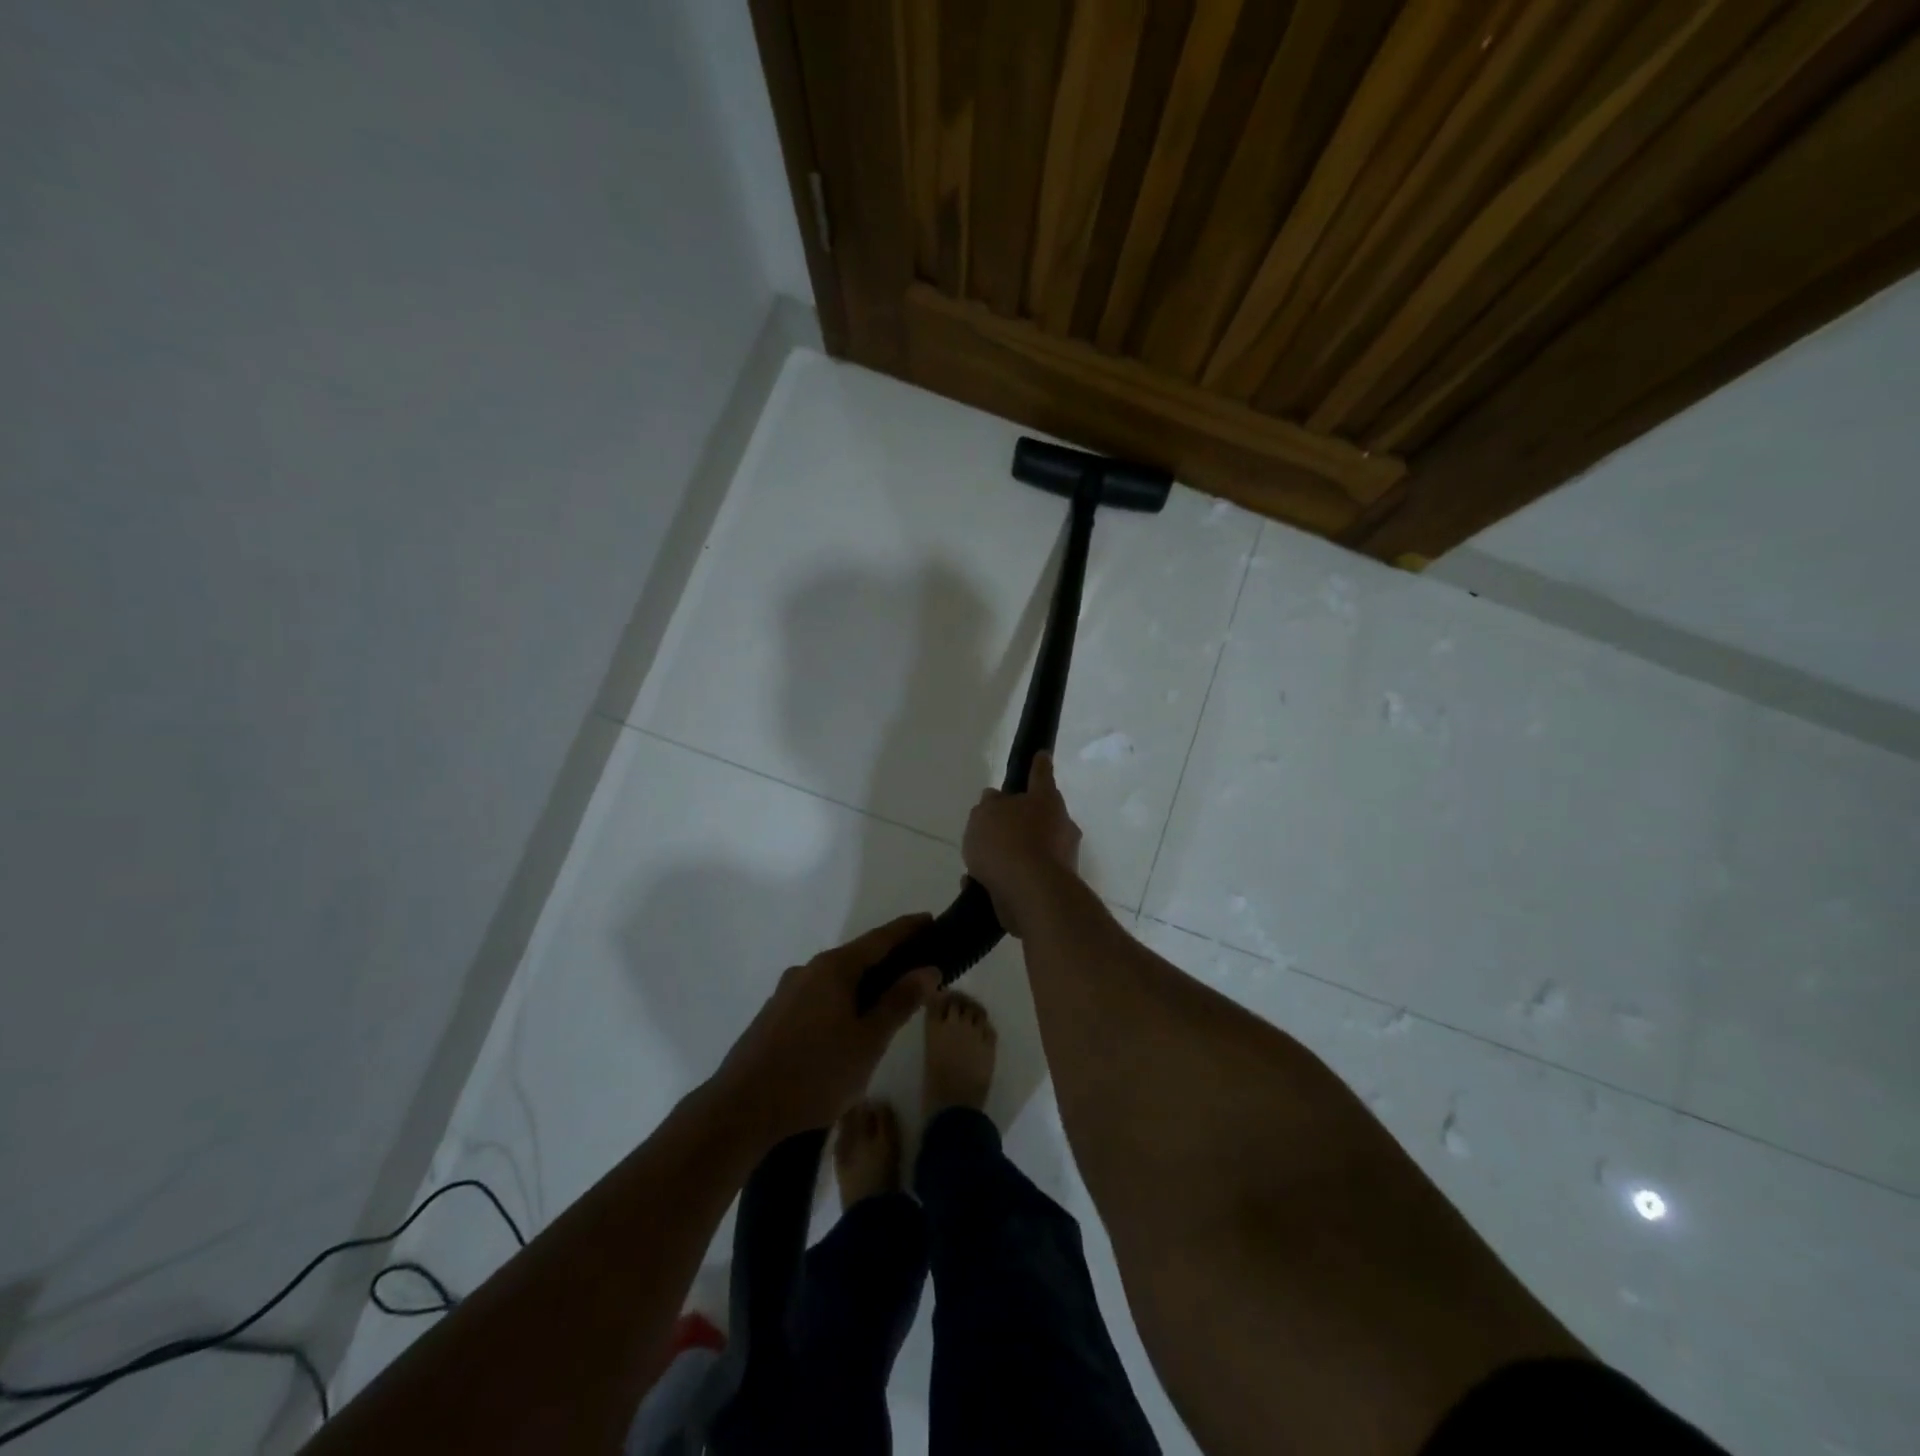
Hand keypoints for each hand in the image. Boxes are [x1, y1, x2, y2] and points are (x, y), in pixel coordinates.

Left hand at [712, 915, 938, 1142]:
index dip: (908, 929)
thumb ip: (898, 1002)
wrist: (741, 1108)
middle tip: (917, 969)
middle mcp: (809, 970)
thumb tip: (927, 969)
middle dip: (887, 960)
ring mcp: (787, 992)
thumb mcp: (868, 1041)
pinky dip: (841, 1001)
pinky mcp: (774, 1015)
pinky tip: (847, 1028)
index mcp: (834, 968)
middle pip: (857, 956)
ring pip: (835, 980)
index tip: (931, 920)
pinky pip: (818, 997)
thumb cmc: (815, 1073)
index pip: (880, 939)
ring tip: (885, 1004)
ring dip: (863, 984)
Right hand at [962, 752, 1082, 936]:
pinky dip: (1007, 879)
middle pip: (1039, 815)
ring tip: (978, 865)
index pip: (1040, 774)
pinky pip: (1026, 877)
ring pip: (1032, 849)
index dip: (1038, 763)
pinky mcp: (1056, 887)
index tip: (1042, 754)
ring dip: (1010, 854)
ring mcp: (1062, 858)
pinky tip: (980, 886)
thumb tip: (997, 800)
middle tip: (994, 827)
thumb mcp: (985, 815)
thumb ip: (989, 805)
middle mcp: (1061, 825)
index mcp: (1046, 800)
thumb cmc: (1007, 842)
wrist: (1032, 895)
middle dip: (1020, 820)